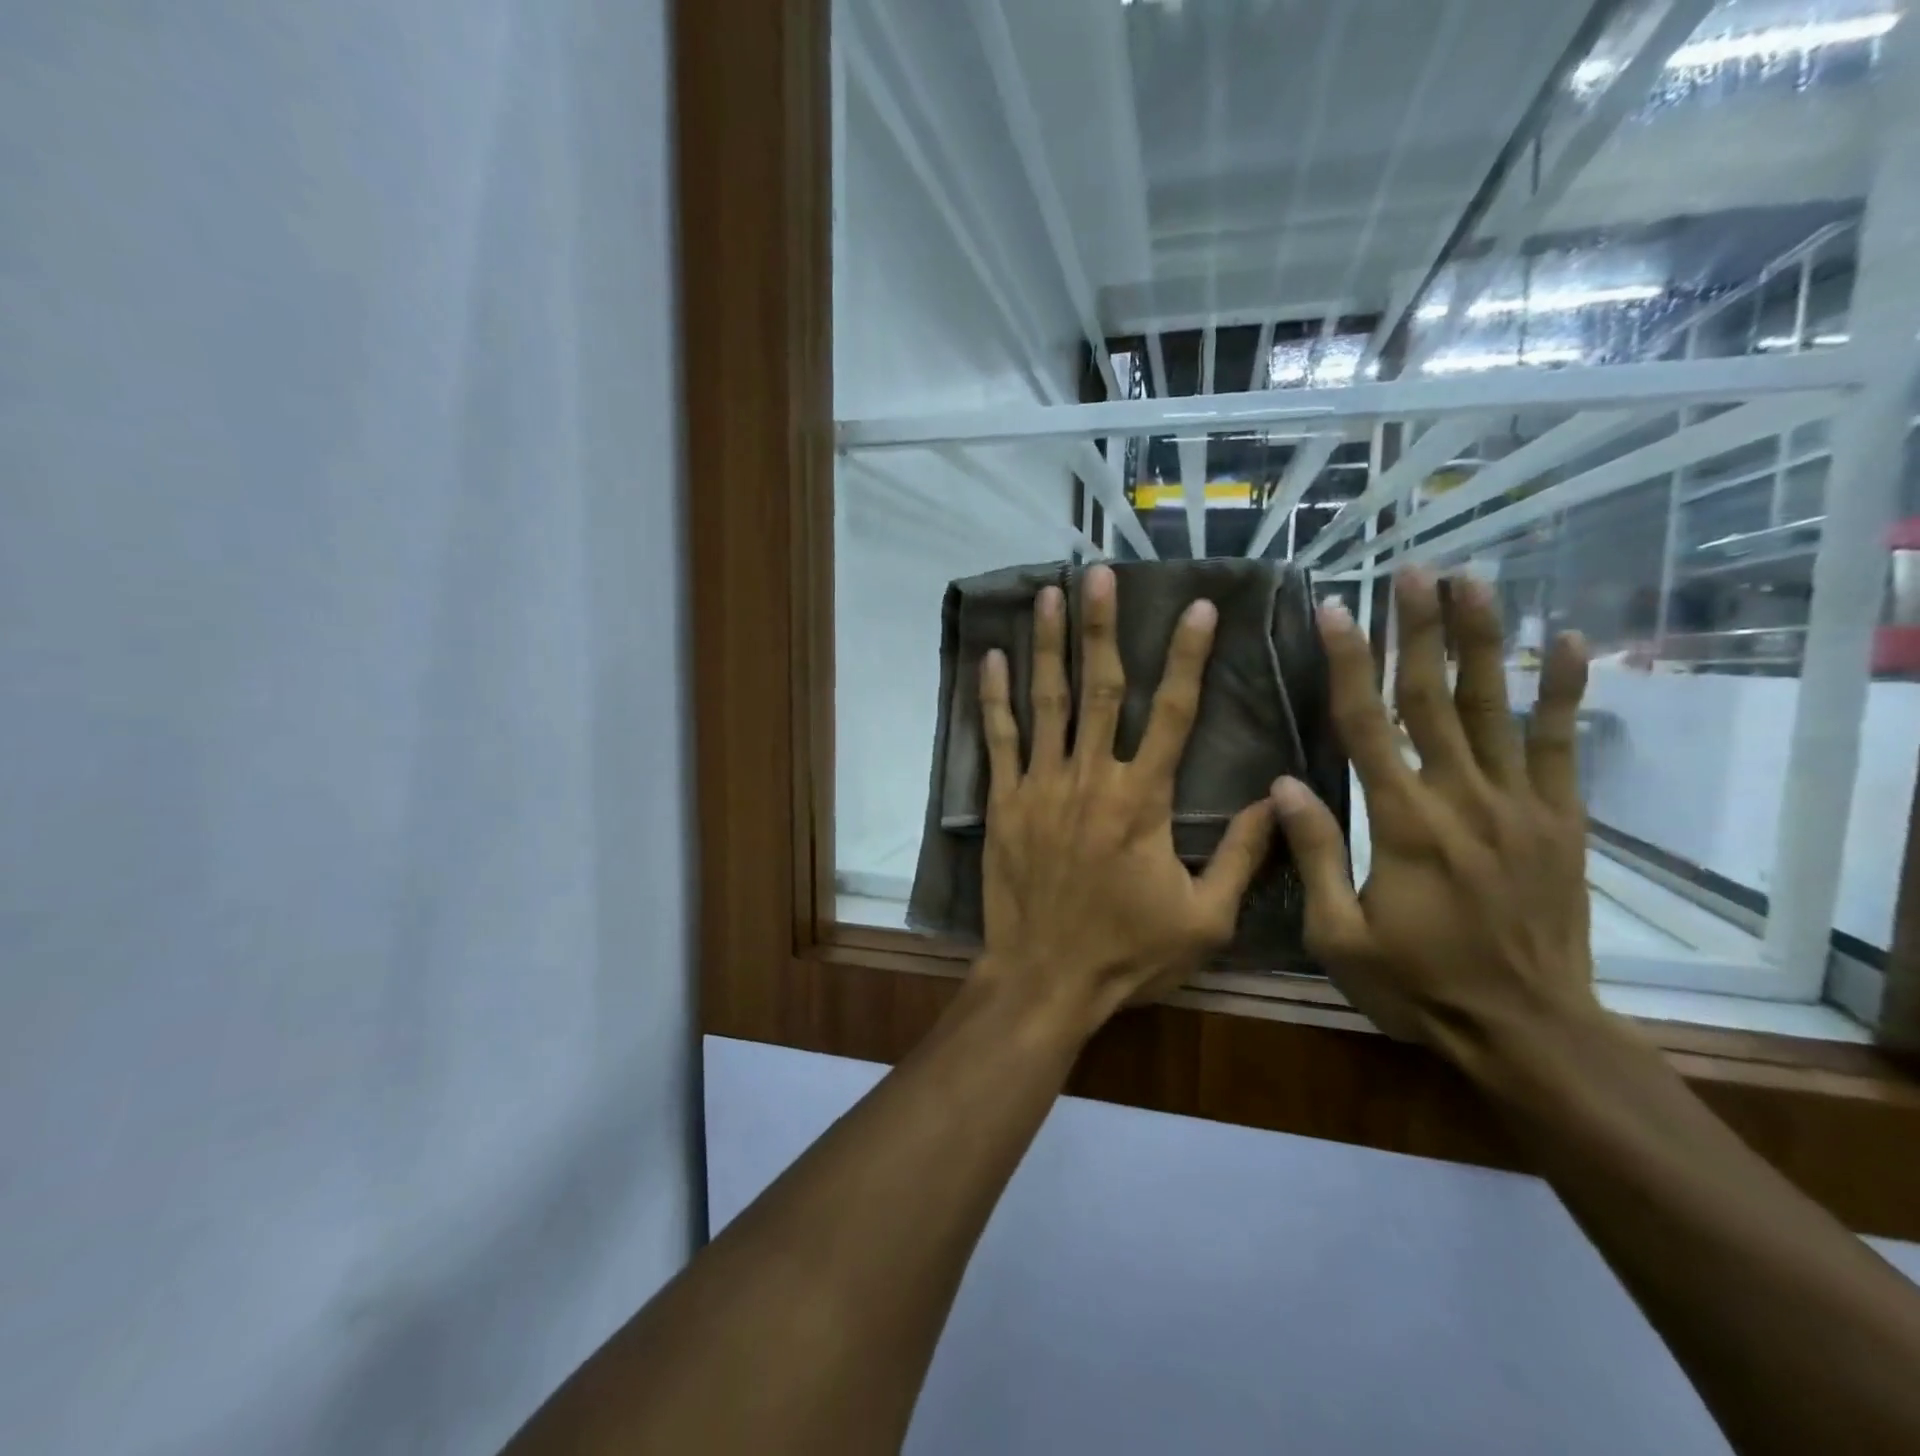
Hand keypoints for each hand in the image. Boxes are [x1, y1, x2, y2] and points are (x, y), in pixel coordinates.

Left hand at [975, 565, 1275, 1030]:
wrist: (1045, 979)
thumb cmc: (1127, 953)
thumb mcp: (1205, 919)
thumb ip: (1242, 855)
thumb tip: (1280, 797)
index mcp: (1144, 800)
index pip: (1175, 713)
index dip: (1189, 658)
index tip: (1198, 609)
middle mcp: (1091, 778)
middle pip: (1101, 688)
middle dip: (1102, 627)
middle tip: (1099, 574)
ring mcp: (1041, 786)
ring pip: (1047, 701)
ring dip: (1048, 645)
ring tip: (1047, 593)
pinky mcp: (1004, 802)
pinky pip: (999, 739)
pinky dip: (995, 697)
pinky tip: (991, 658)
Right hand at [1270, 570, 1597, 1051]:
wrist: (1528, 1030)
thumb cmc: (1418, 984)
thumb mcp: (1338, 935)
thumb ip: (1311, 855)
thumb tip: (1284, 784)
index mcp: (1401, 825)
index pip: (1366, 727)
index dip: (1349, 665)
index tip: (1336, 611)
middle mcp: (1461, 800)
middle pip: (1433, 699)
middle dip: (1419, 630)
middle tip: (1412, 571)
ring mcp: (1517, 806)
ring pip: (1496, 706)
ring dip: (1482, 640)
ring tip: (1472, 582)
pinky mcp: (1559, 820)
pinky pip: (1560, 745)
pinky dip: (1565, 691)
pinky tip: (1568, 642)